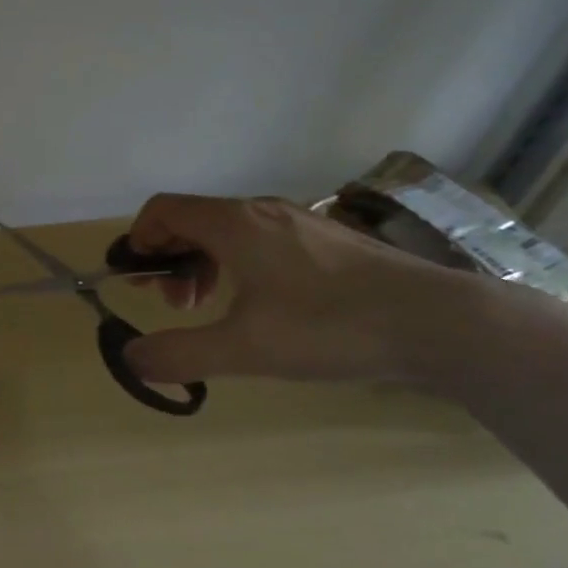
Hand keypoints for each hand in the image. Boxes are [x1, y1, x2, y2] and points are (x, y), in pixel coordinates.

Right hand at [120, 194, 494, 387]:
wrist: (437, 322)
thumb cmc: (330, 327)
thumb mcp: (245, 349)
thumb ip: (179, 354)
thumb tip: (130, 358)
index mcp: (233, 224)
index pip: (163, 209)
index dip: (138, 239)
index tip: (136, 281)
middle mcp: (260, 211)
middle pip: (192, 219)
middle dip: (168, 258)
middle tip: (171, 304)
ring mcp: (297, 222)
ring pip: (227, 231)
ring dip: (202, 265)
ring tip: (210, 308)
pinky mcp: (325, 240)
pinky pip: (259, 240)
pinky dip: (236, 265)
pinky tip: (257, 305)